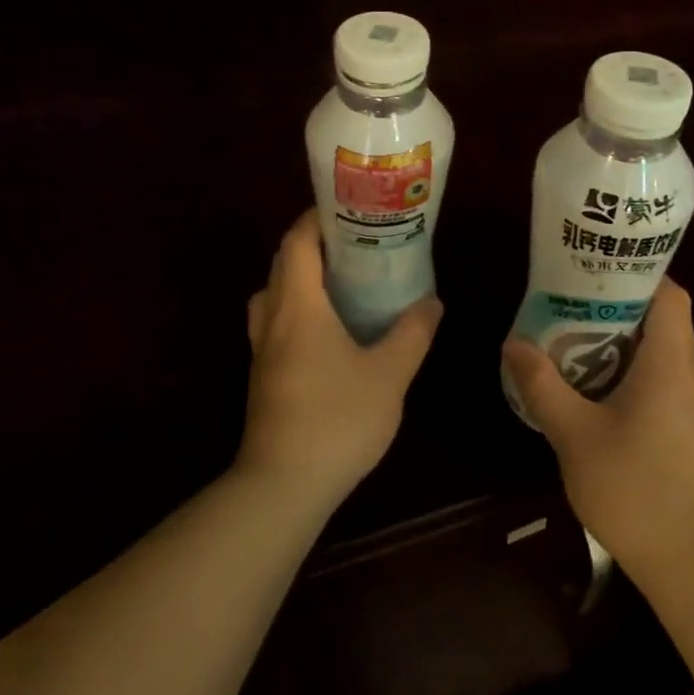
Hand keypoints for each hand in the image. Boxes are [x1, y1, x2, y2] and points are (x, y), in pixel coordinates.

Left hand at [239, 209, 442, 512]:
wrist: (283, 485)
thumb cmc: (337, 419)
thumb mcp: (389, 374)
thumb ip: (412, 333)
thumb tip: (432, 302)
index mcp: (299, 306)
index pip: (296, 243)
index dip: (316, 219)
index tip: (346, 209)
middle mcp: (272, 318)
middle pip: (282, 264)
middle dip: (312, 245)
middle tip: (354, 243)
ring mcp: (261, 349)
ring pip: (273, 294)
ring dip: (298, 278)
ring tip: (340, 282)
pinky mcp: (262, 375)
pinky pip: (274, 323)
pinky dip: (295, 309)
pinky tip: (327, 331)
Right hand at [502, 279, 693, 580]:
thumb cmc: (637, 489)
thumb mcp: (575, 435)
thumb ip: (542, 385)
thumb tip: (513, 342)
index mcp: (670, 362)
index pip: (669, 293)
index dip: (635, 273)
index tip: (591, 268)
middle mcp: (687, 375)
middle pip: (658, 319)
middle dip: (611, 306)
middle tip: (563, 300)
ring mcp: (689, 405)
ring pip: (654, 353)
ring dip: (613, 342)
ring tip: (565, 338)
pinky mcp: (683, 431)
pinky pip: (654, 382)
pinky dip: (621, 372)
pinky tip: (585, 389)